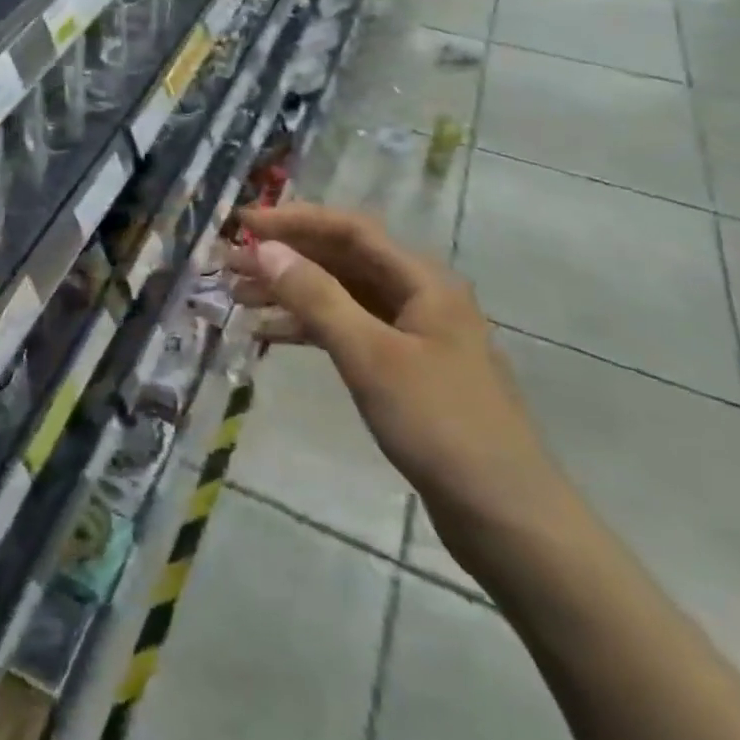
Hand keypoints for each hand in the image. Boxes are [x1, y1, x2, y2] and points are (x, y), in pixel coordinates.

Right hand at [227, 203, 563, 550]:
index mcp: (422, 280)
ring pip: (344, 295)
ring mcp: (414, 335)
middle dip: (288, 256)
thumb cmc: (440, 425)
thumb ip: (316, 298)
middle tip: (231, 262)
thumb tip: (267, 249)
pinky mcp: (407, 370)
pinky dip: (313, 328)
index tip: (244, 224)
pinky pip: (351, 330)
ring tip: (240, 295)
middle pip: (344, 259)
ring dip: (294, 291)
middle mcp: (419, 296)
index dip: (294, 221)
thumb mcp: (370, 355)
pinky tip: (273, 335)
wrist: (508, 519)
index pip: (349, 229)